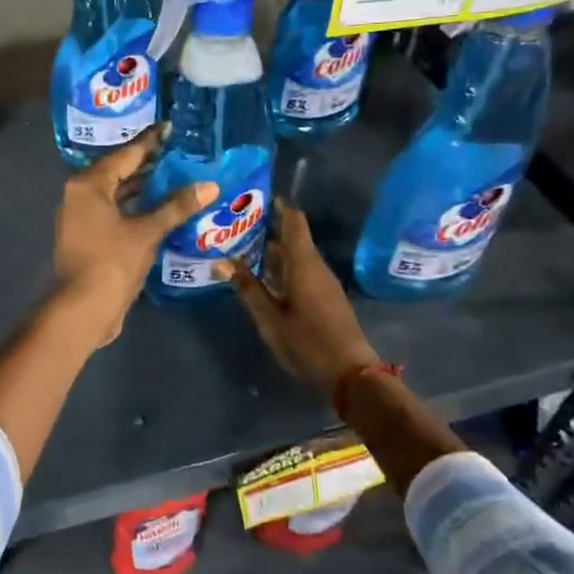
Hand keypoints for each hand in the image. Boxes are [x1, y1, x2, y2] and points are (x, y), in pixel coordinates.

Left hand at [54, 127, 217, 343]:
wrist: (83, 308)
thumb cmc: (112, 262)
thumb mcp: (148, 232)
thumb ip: (176, 206)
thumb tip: (209, 186)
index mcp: (89, 185)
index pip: (126, 155)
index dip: (150, 142)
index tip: (170, 128)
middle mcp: (80, 195)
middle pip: (118, 172)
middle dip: (148, 165)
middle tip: (180, 153)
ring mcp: (81, 217)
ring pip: (116, 194)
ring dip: (143, 188)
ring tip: (176, 177)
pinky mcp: (87, 237)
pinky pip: (115, 212)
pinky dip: (136, 208)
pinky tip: (161, 209)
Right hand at [217, 199, 379, 394]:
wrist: (351, 376)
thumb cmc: (308, 343)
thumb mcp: (270, 319)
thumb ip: (248, 289)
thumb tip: (222, 261)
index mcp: (304, 265)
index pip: (294, 222)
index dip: (278, 207)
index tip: (255, 198)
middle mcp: (316, 268)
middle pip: (294, 238)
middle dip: (268, 229)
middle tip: (236, 225)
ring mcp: (324, 284)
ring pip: (297, 257)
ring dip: (273, 251)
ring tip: (242, 248)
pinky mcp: (325, 299)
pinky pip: (301, 272)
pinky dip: (282, 268)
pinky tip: (262, 277)